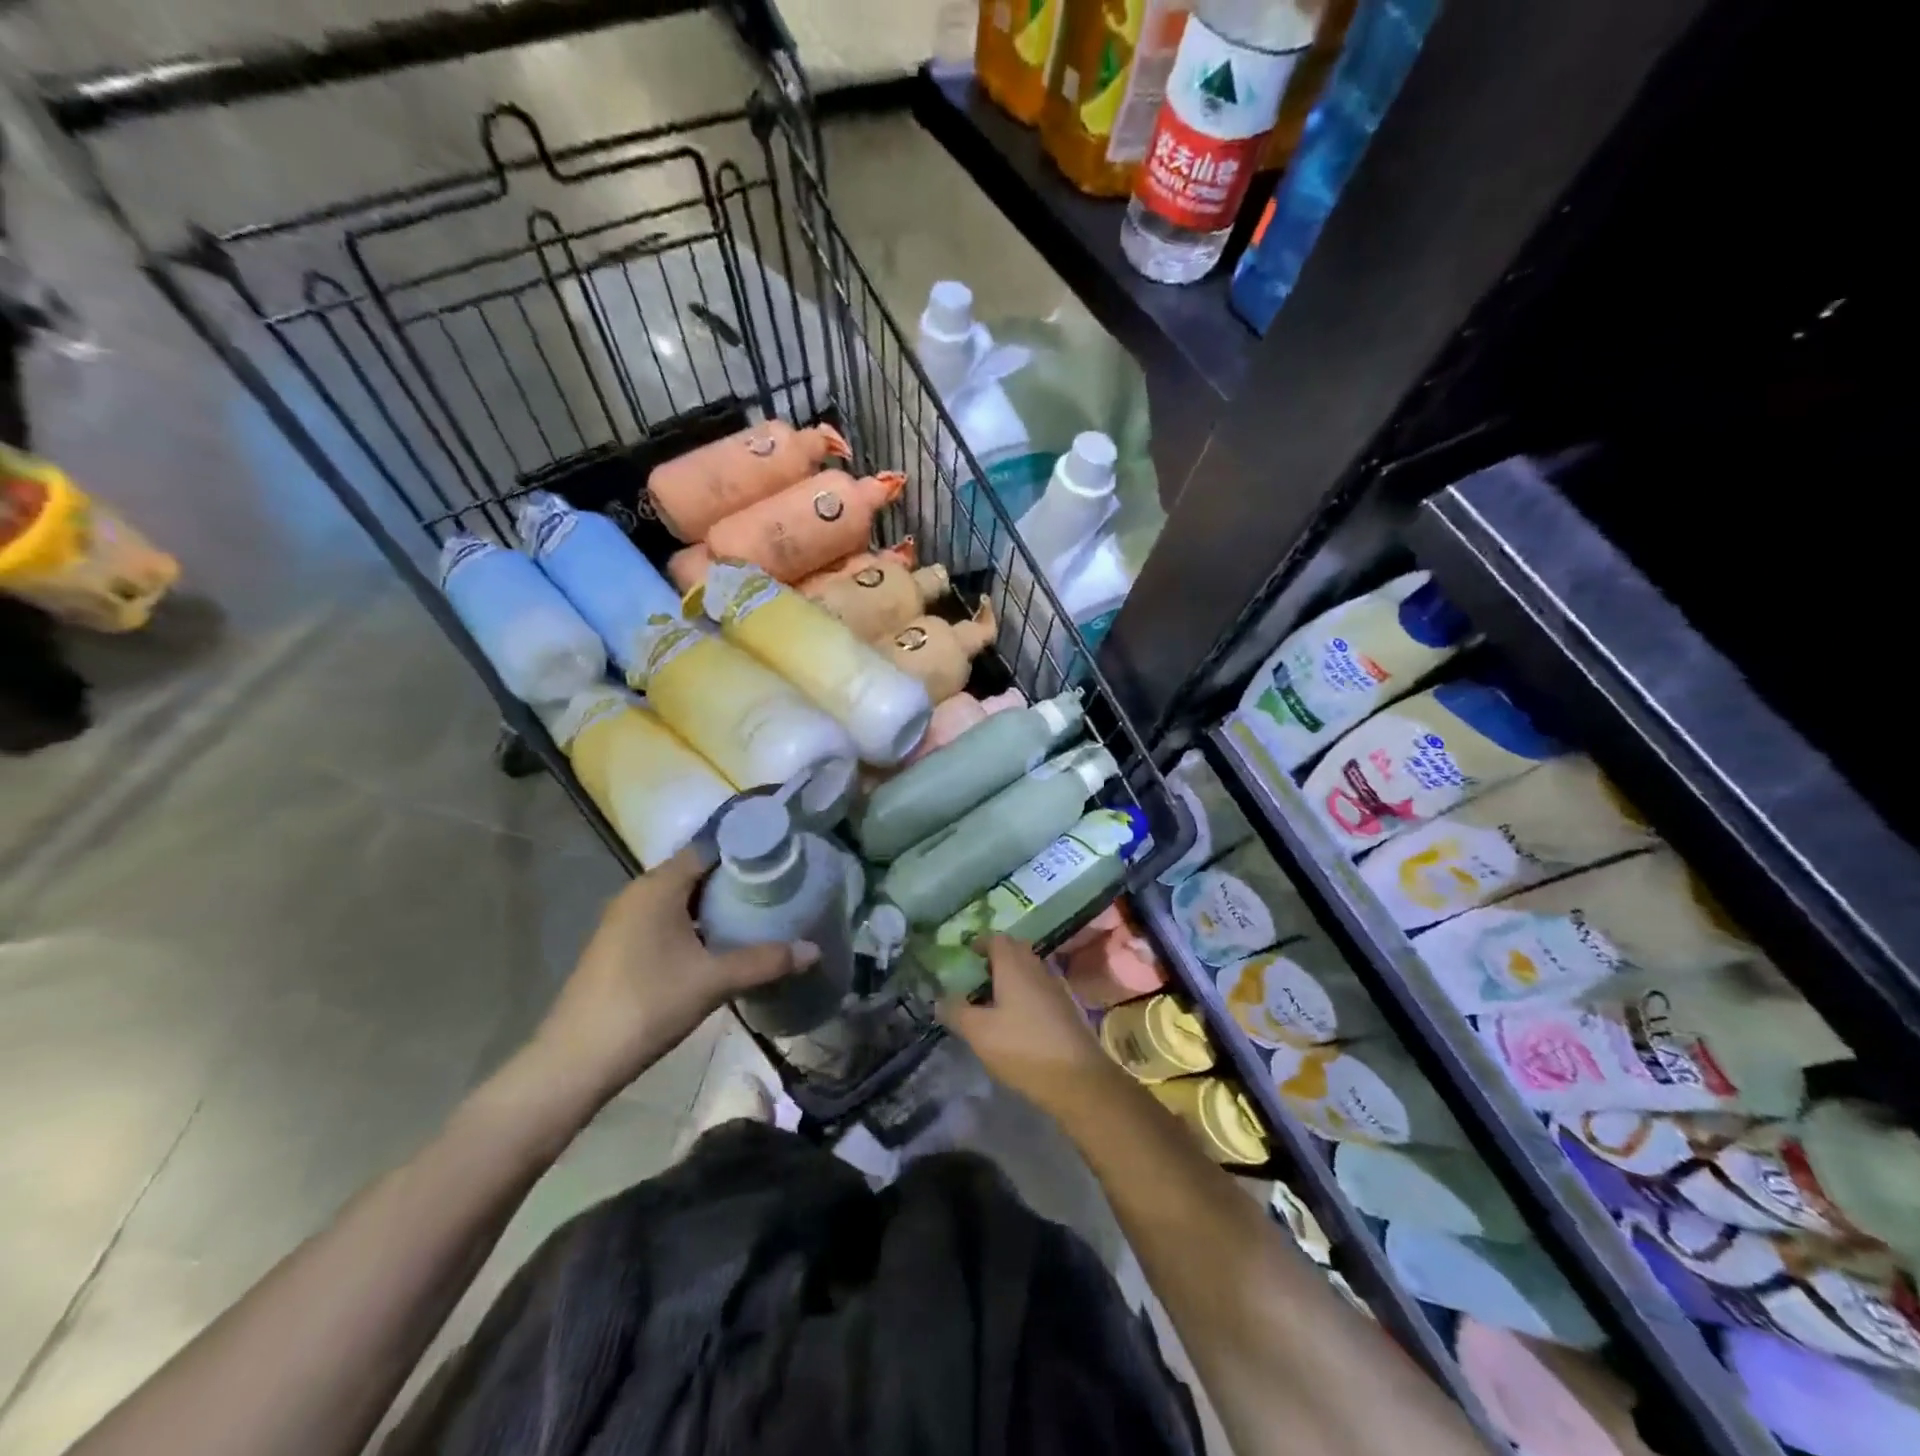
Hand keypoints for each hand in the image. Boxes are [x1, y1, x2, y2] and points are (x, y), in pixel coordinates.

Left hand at [532, 848, 792, 1103]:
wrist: (575, 1061)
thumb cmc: (647, 1005)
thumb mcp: (713, 981)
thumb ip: (765, 961)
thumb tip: (815, 950)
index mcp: (658, 886)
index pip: (708, 848)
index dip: (745, 849)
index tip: (781, 856)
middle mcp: (639, 893)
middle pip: (695, 872)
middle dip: (735, 878)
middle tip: (779, 886)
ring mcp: (625, 921)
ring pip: (680, 899)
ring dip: (715, 904)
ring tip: (759, 913)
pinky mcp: (620, 946)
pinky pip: (666, 920)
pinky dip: (695, 924)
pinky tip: (720, 945)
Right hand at [939, 935, 1122, 1114]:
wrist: (1077, 1079)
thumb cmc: (1022, 1047)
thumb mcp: (979, 1032)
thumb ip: (956, 1011)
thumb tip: (937, 999)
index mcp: (1014, 965)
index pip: (997, 939)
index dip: (980, 942)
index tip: (967, 953)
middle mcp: (1037, 968)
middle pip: (1016, 951)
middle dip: (997, 957)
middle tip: (978, 975)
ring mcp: (1055, 988)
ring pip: (1029, 970)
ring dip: (1011, 976)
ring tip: (992, 999)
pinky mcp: (1066, 1009)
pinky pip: (1040, 989)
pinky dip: (1025, 994)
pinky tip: (1015, 1018)